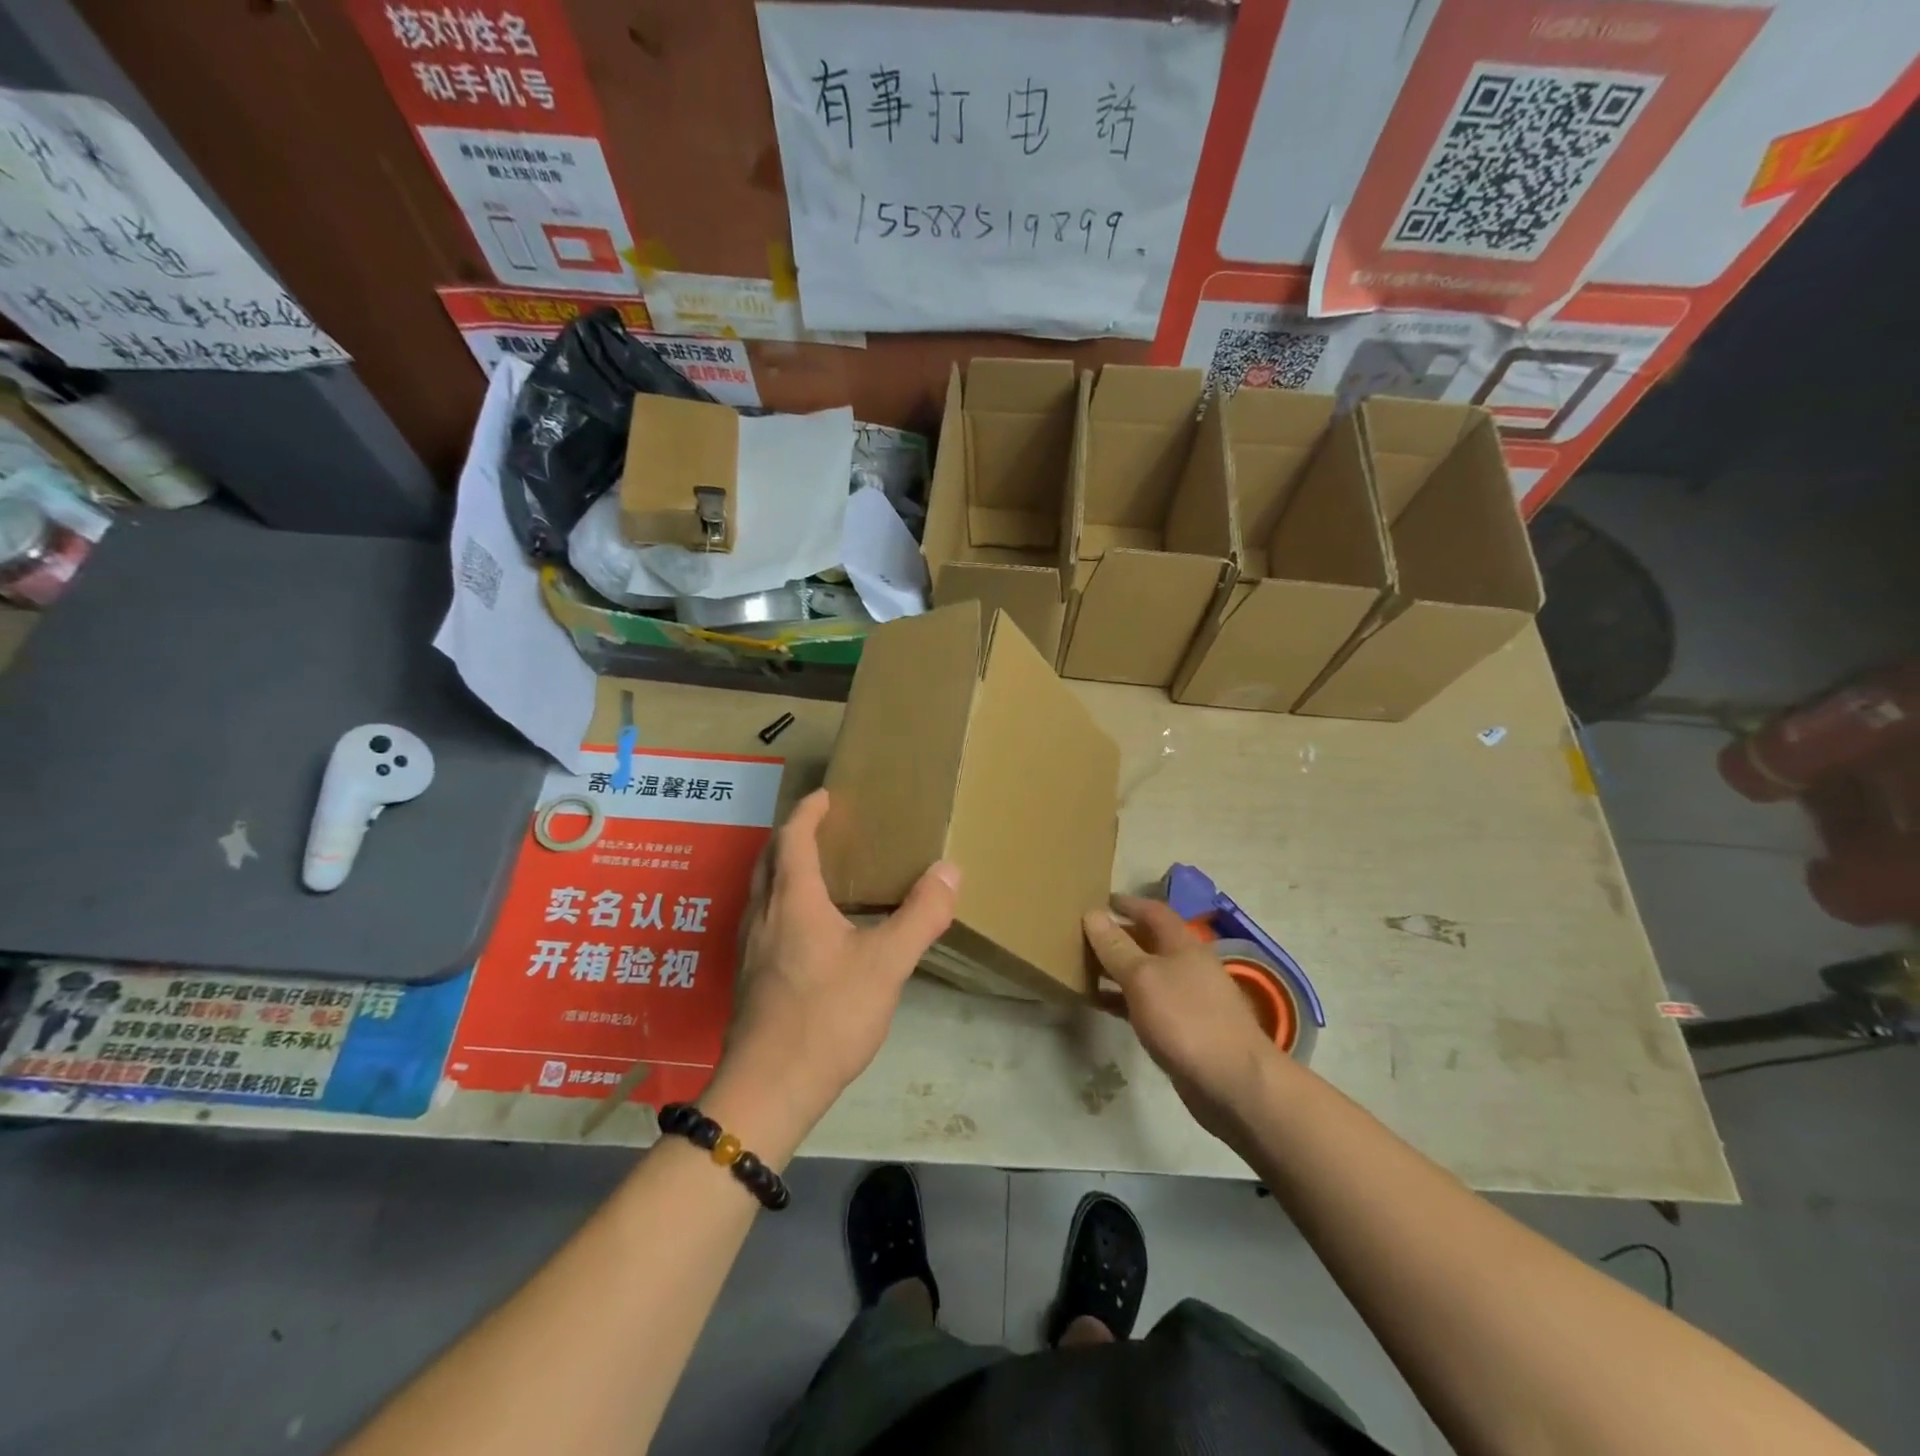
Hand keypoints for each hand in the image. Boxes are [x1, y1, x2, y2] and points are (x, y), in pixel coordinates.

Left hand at [712, 789, 959, 1147]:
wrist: (769, 1089)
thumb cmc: (827, 1015)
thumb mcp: (886, 963)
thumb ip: (921, 915)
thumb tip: (949, 870)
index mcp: (793, 900)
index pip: (793, 838)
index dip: (808, 812)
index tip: (826, 795)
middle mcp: (763, 915)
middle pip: (768, 858)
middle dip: (790, 834)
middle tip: (820, 826)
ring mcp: (750, 948)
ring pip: (761, 890)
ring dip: (781, 868)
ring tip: (814, 869)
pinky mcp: (749, 977)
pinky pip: (762, 918)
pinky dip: (780, 901)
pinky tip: (804, 928)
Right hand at [1083, 896, 1282, 1142]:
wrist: (1232, 1082)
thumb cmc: (1186, 1018)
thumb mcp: (1143, 976)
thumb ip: (1116, 946)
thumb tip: (1092, 913)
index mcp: (1182, 944)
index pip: (1153, 911)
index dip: (1127, 903)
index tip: (1097, 899)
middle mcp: (1186, 965)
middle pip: (1147, 941)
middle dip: (1117, 936)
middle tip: (1080, 934)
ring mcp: (1185, 999)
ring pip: (1144, 974)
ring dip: (1115, 969)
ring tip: (1080, 967)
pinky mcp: (1180, 1029)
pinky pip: (1144, 1004)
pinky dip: (1121, 999)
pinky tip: (1098, 1003)